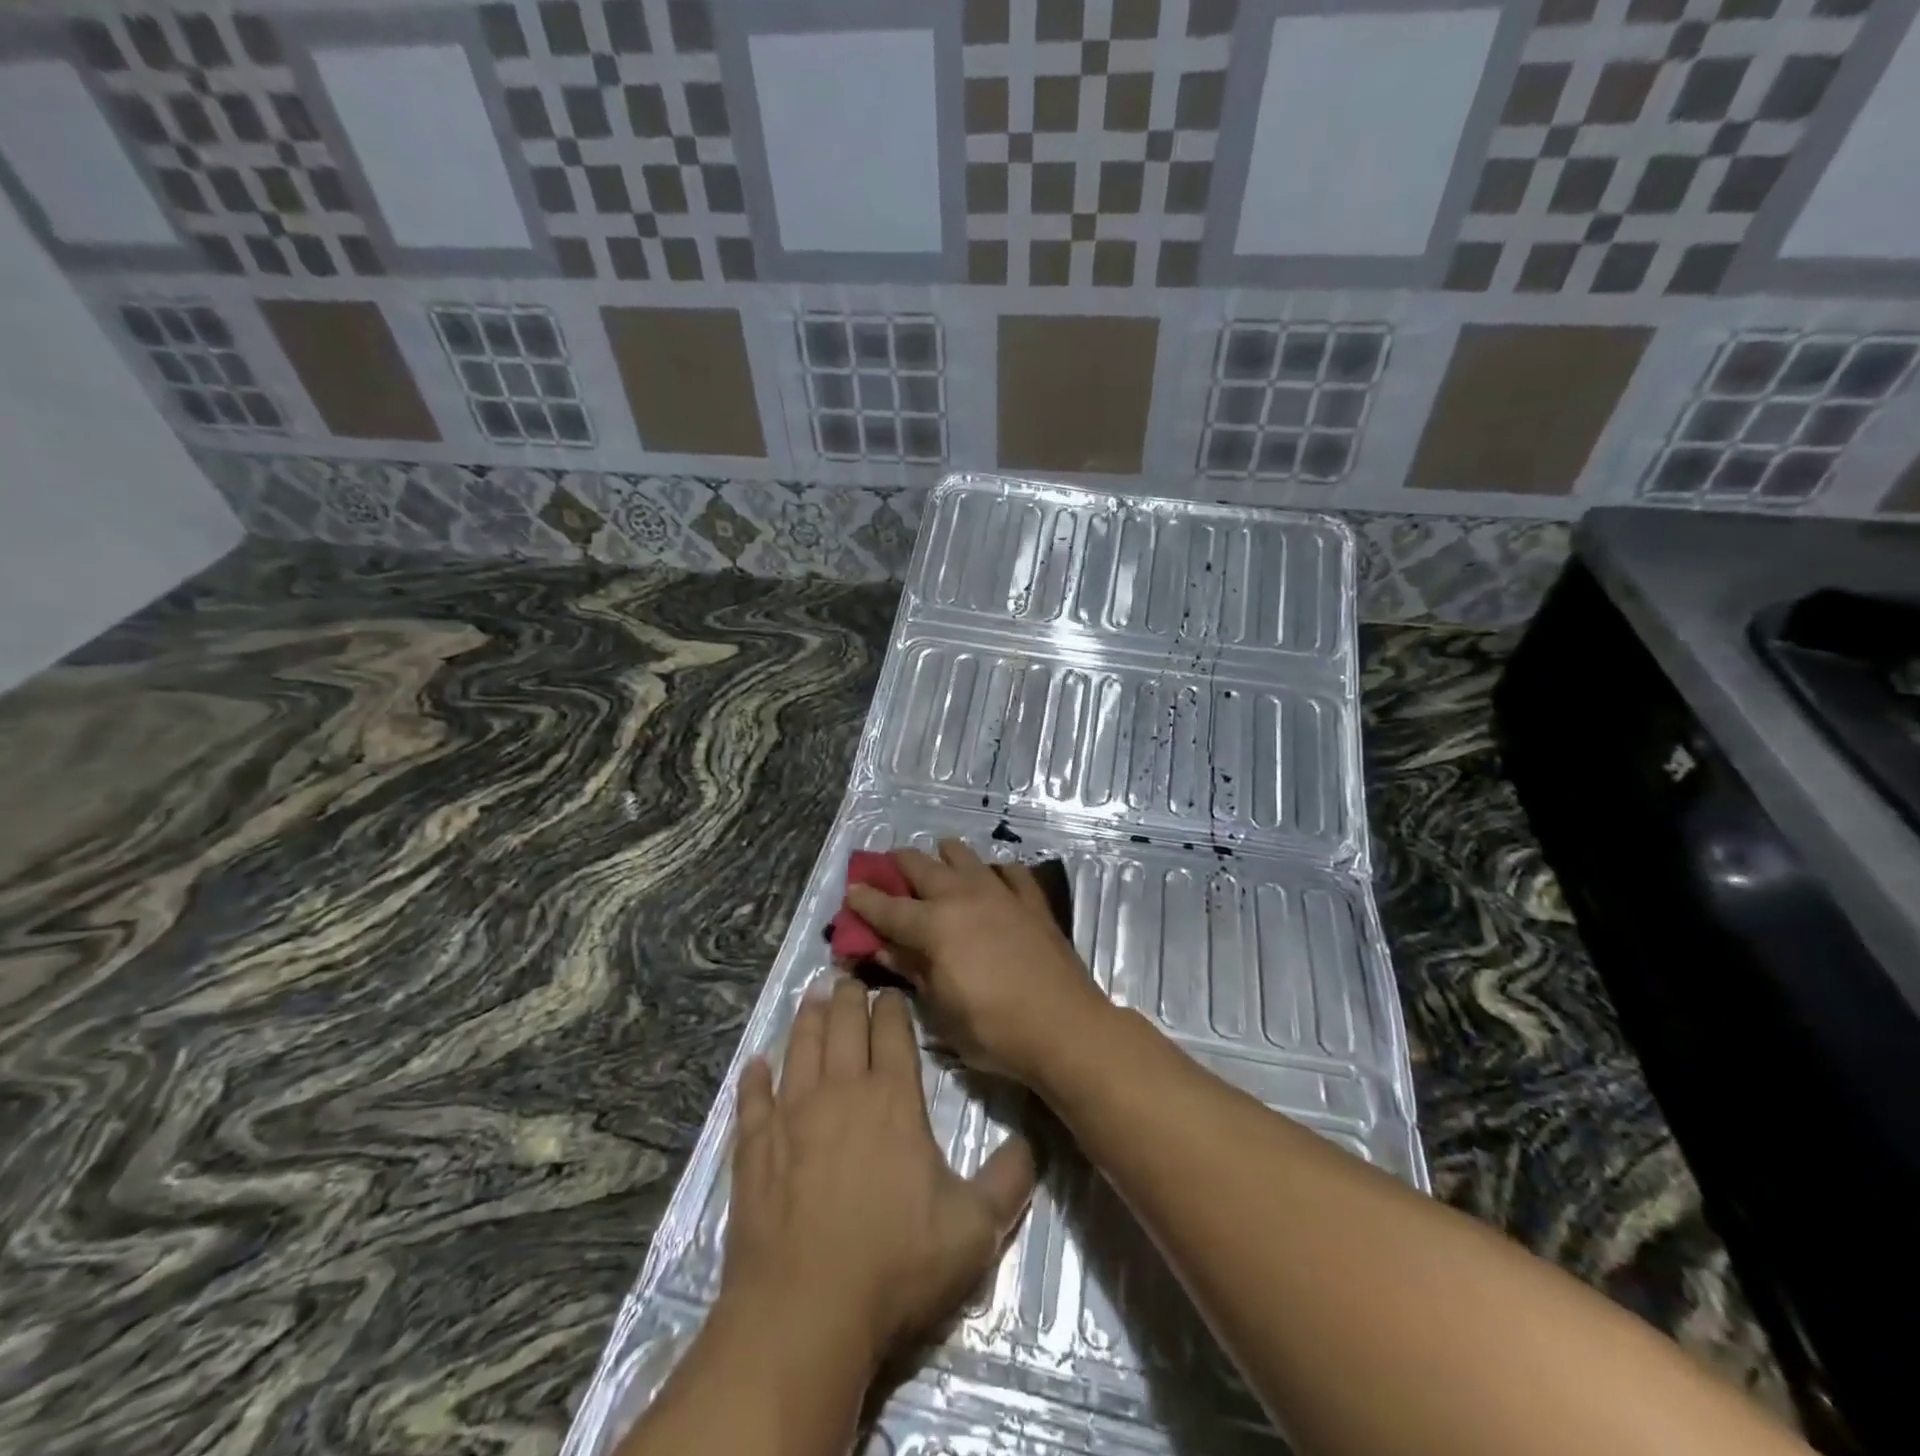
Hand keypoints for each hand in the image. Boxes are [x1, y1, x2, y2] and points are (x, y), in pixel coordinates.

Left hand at [721, 977, 1036, 1375]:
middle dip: (848, 996)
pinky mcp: (755, 1147)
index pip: (893, 1032)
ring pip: (800, 1048)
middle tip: (847, 978)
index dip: (892, 1007)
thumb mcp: (974, 1229)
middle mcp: (841, 1091)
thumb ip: (1008, 1181)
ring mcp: (791, 1115)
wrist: (804, 1313)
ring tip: (813, 997)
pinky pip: (753, 1099)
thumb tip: (1030, 1143)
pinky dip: (755, 1078)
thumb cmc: (894, 1265)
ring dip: (808, 1019)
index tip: (890, 990)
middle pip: (843, 1025)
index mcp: (892, 1099)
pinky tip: (756, 1065)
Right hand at [844, 839, 1112, 1086]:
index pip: (889, 907)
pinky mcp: (1031, 900)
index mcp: (935, 925)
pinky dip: (993, 871)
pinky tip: (991, 880)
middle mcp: (963, 896)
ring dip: (943, 857)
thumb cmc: (994, 1030)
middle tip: (888, 871)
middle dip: (898, 864)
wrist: (1065, 1027)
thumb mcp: (941, 1010)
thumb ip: (912, 969)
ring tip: (938, 866)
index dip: (865, 899)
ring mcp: (1000, 893)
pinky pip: (1009, 871)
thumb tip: (883, 947)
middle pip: (921, 866)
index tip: (850, 890)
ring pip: (963, 855)